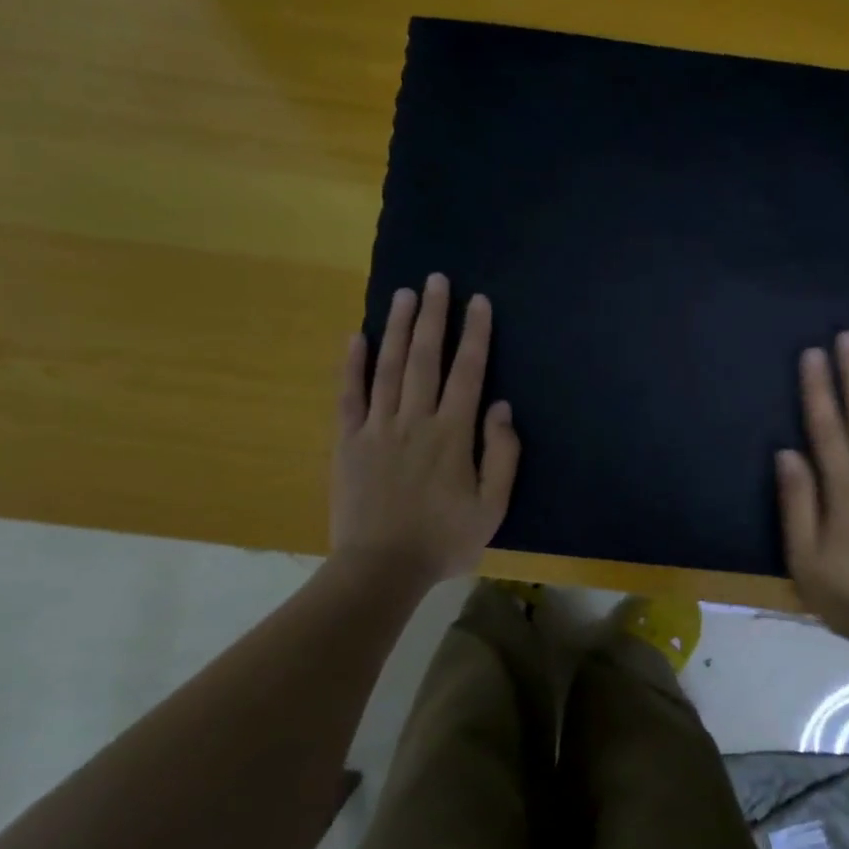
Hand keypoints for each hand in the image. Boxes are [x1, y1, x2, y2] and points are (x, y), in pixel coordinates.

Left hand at [329, 274, 520, 586]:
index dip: (474, 334)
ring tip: (404, 294)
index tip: (477, 301)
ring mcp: (376, 428)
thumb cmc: (444, 540)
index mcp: (452, 435)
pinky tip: (355, 336)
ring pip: (387, 367)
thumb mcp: (492, 507)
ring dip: (397, 328)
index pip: (467, 372)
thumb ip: (501, 455)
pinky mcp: (347, 442)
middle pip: (424, 358)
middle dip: (433, 316)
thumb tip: (501, 407)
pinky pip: (348, 396)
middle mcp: (414, 420)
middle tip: (436, 280)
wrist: (381, 568)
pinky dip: (351, 365)